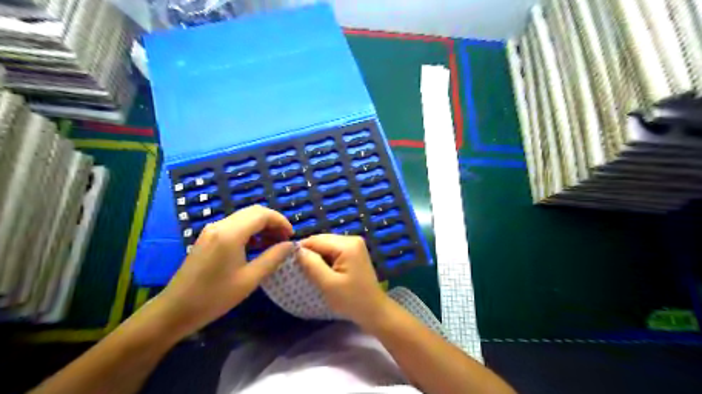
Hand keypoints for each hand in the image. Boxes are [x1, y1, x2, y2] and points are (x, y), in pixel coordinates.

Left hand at [152, 205, 293, 336]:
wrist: (175, 310)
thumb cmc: (214, 297)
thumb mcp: (249, 279)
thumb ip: (273, 258)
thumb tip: (291, 245)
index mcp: (230, 234)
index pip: (262, 214)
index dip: (281, 221)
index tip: (291, 236)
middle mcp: (220, 225)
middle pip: (253, 212)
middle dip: (273, 222)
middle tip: (285, 239)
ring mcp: (212, 230)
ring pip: (244, 217)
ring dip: (262, 226)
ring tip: (274, 243)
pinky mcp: (208, 237)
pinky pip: (235, 225)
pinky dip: (250, 231)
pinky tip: (257, 246)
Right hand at [295, 234, 386, 325]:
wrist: (373, 310)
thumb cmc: (351, 300)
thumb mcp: (328, 284)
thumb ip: (311, 264)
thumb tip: (296, 250)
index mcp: (347, 244)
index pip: (316, 240)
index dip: (301, 250)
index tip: (289, 264)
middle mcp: (352, 239)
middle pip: (321, 240)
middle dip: (309, 253)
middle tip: (299, 269)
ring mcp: (354, 244)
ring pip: (326, 245)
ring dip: (317, 256)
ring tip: (309, 271)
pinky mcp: (354, 251)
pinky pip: (333, 250)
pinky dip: (325, 258)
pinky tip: (322, 270)